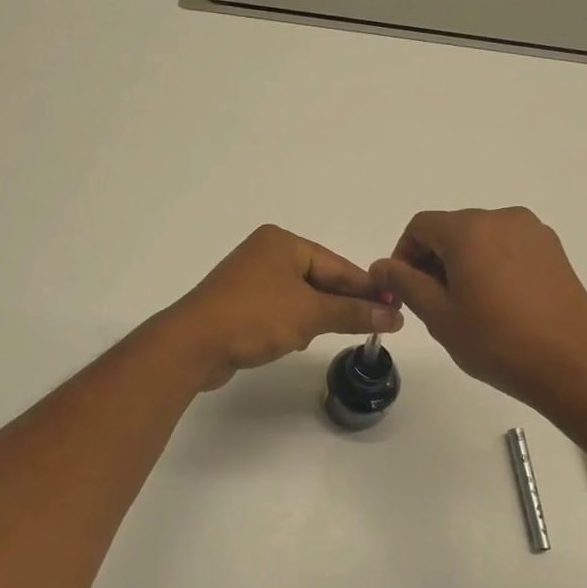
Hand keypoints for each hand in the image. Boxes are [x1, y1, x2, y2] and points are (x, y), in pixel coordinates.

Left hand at [164, 225, 402, 390]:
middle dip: (340, 303)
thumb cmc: (254, 317)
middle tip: (373, 325)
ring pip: (300, 297)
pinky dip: (291, 324)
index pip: (337, 265)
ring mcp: (249, 280)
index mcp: (283, 243)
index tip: (394, 307)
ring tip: (325, 335)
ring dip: (314, 317)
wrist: (192, 345)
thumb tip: (393, 316)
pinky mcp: (238, 305)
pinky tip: (293, 341)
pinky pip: (279, 311)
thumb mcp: (310, 314)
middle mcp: (265, 254)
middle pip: (319, 279)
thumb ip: (352, 313)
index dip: (366, 288)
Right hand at [371, 207, 586, 406]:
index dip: (403, 255)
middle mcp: (503, 219)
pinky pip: (508, 248)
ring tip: (467, 306)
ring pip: (481, 238)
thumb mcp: (439, 315)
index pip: (421, 227)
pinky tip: (498, 303)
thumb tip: (381, 266)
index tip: (404, 290)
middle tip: (433, 304)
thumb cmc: (497, 341)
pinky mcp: (553, 250)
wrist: (572, 364)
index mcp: (470, 230)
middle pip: (452, 229)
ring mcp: (534, 232)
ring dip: (463, 263)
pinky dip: (492, 265)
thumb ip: (404, 283)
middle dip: (433, 260)